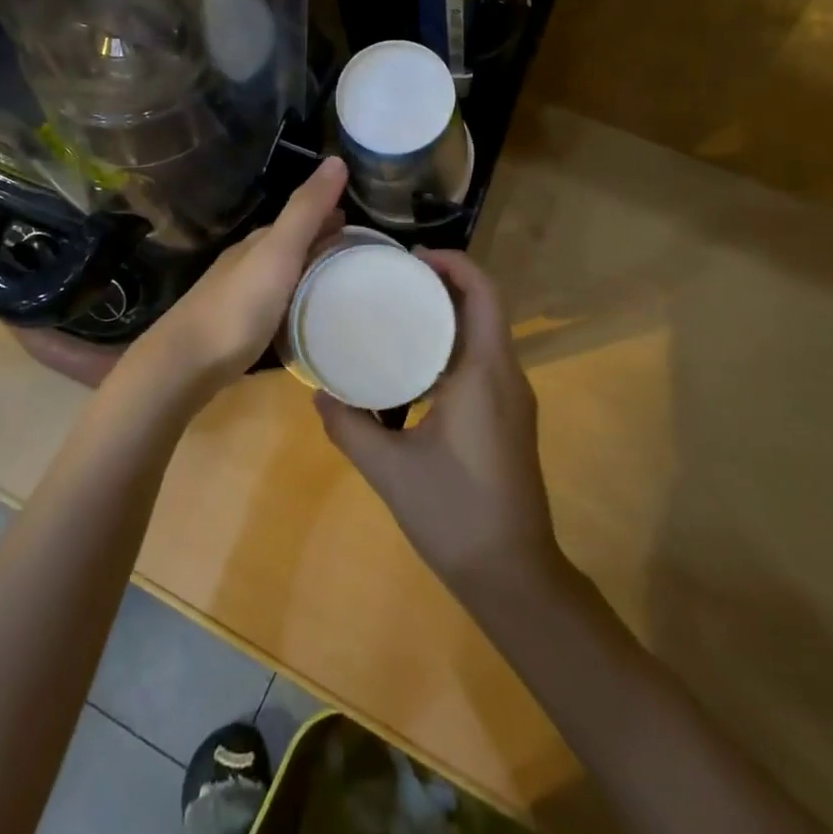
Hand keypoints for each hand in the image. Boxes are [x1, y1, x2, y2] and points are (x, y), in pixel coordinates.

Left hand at [133, 156, 347, 400]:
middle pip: (290, 247)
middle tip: (358, 256)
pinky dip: (295, 302)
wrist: (184, 365)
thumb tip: (337, 159)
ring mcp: (237, 297)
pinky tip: (305, 319)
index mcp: (258, 243)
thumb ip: (306, 210)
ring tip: (340, 288)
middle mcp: (246, 263)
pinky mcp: (235, 329)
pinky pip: (274, 305)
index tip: (359, 225)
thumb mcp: (278, 252)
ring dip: (308, 275)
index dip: (327, 217)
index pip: (299, 219)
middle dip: (321, 245)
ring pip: (281, 277)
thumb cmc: (237, 307)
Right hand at [316, 249, 559, 592]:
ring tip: (401, 309)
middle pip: (485, 306)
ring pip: (487, 333)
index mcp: (485, 373)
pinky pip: (485, 359)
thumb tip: (318, 394)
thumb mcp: (389, 469)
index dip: (454, 264)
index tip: (412, 257)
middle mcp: (507, 375)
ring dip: (451, 312)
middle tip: (396, 277)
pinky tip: (418, 362)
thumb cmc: (454, 514)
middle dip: (446, 282)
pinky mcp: (511, 417)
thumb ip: (349, 427)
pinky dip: (455, 343)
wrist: (514, 575)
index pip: (483, 294)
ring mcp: (514, 398)